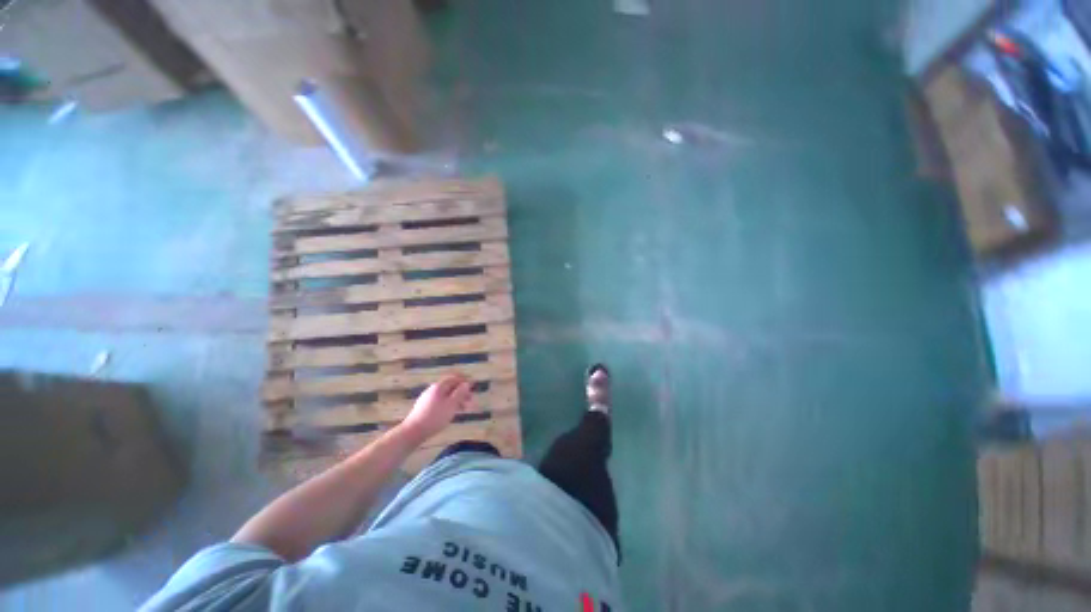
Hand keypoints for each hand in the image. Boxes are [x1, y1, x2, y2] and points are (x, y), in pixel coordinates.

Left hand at [399, 374, 473, 444]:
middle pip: (450, 387)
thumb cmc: (435, 417)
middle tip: (471, 401)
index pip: (454, 378)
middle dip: (462, 393)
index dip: (464, 380)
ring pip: (446, 396)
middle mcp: (433, 390)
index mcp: (439, 387)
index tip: (473, 385)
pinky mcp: (425, 407)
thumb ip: (460, 393)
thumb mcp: (451, 405)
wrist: (413, 432)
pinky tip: (452, 412)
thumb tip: (466, 383)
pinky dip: (449, 404)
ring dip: (457, 400)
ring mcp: (428, 398)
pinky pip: (441, 402)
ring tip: (464, 409)